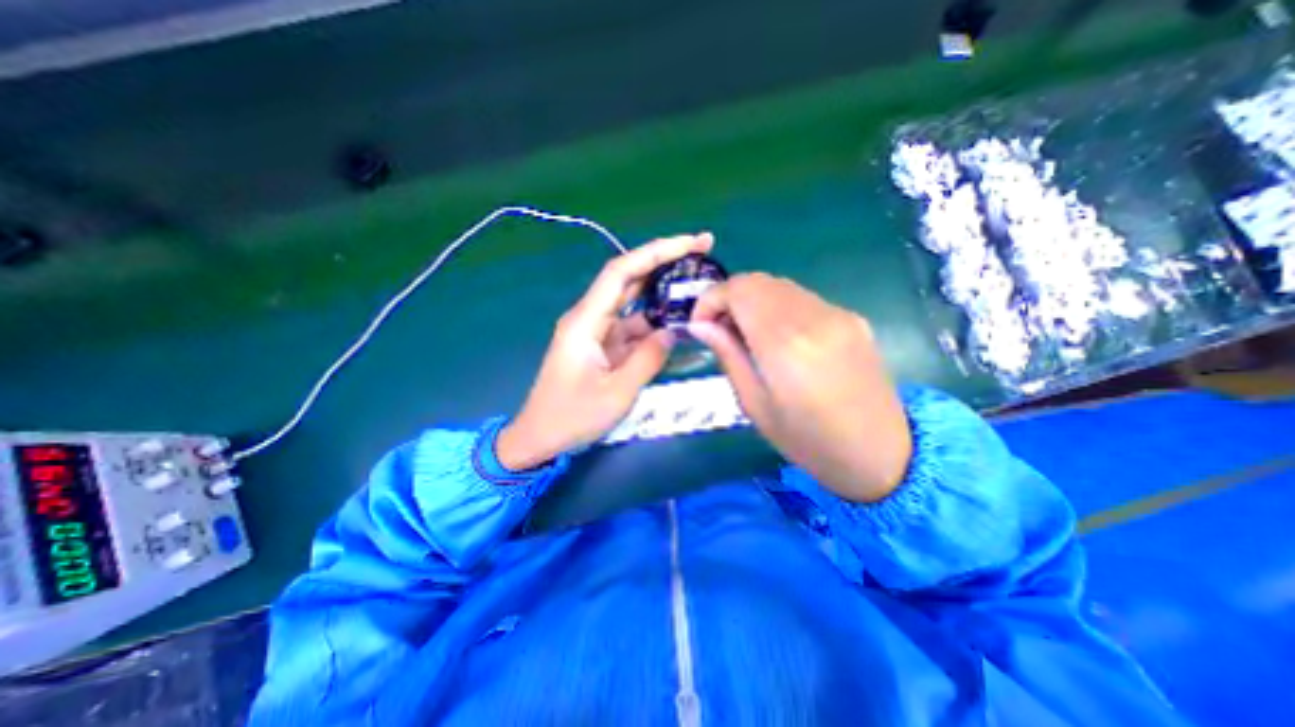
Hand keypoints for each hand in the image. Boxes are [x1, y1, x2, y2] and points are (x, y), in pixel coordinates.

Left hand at [498, 234, 718, 470]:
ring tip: (697, 288)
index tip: (692, 243)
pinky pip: (632, 328)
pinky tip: (678, 325)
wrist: (539, 439)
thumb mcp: (616, 393)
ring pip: (634, 305)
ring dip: (663, 296)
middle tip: (703, 251)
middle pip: (629, 279)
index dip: (656, 252)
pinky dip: (654, 325)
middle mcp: (590, 318)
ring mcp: (596, 332)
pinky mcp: (602, 347)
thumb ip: (648, 359)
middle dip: (665, 262)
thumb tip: (672, 332)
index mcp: (586, 321)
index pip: (622, 272)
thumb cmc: (571, 418)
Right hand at [686, 274, 909, 505]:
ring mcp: (838, 314)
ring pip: (779, 285)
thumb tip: (700, 325)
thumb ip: (728, 356)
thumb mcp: (755, 406)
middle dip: (728, 297)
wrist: (881, 454)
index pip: (738, 291)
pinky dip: (777, 306)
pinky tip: (776, 336)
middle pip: (758, 281)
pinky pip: (801, 298)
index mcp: (785, 345)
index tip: (699, 324)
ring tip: (744, 333)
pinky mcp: (852, 317)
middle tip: (718, 329)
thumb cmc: (808, 441)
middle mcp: (814, 318)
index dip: (710, 299)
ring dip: (752, 300)